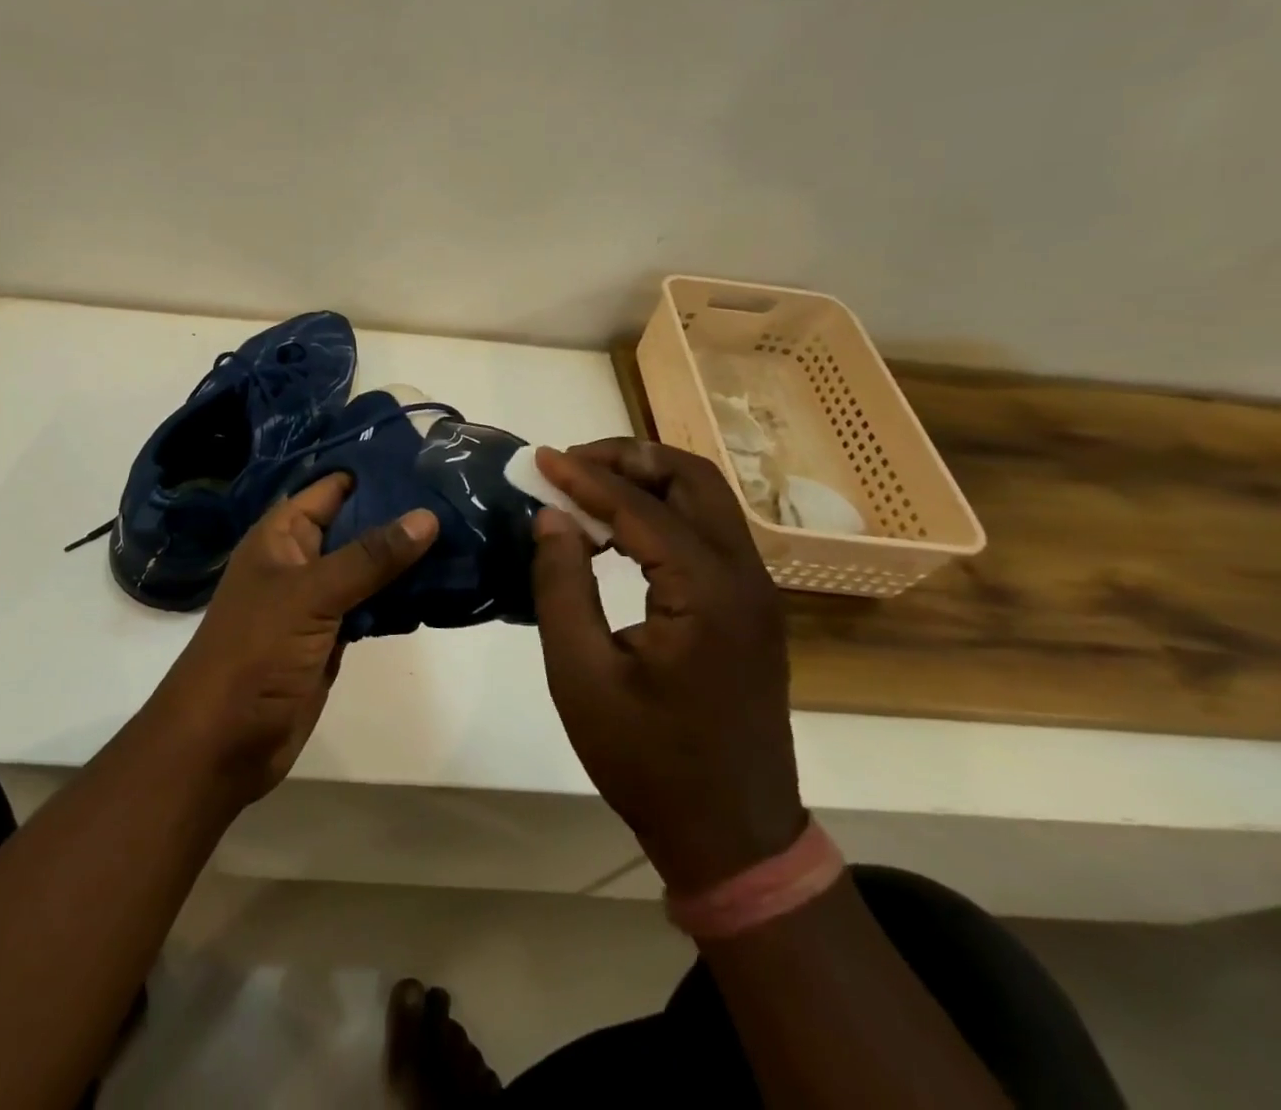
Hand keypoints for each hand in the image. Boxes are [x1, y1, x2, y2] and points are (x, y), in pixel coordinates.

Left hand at [149, 474, 437, 804]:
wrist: (223, 741)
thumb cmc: (256, 651)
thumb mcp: (311, 594)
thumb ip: (369, 557)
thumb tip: (426, 516)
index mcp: (282, 535)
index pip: (332, 488)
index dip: (374, 472)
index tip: (429, 460)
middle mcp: (300, 559)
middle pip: (356, 526)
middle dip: (400, 515)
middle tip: (461, 498)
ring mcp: (317, 600)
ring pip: (368, 567)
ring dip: (406, 557)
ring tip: (465, 534)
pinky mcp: (333, 636)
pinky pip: (372, 605)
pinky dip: (401, 597)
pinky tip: (442, 587)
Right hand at [530, 439, 805, 894]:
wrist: (731, 837)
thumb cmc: (647, 760)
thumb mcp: (582, 674)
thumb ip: (561, 585)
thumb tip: (551, 517)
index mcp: (708, 592)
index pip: (641, 507)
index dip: (585, 477)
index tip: (540, 459)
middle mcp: (745, 578)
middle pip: (693, 480)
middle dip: (629, 459)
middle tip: (571, 465)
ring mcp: (755, 593)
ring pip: (706, 501)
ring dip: (647, 481)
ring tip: (585, 489)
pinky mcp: (749, 610)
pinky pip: (706, 534)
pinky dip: (661, 514)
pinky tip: (616, 533)